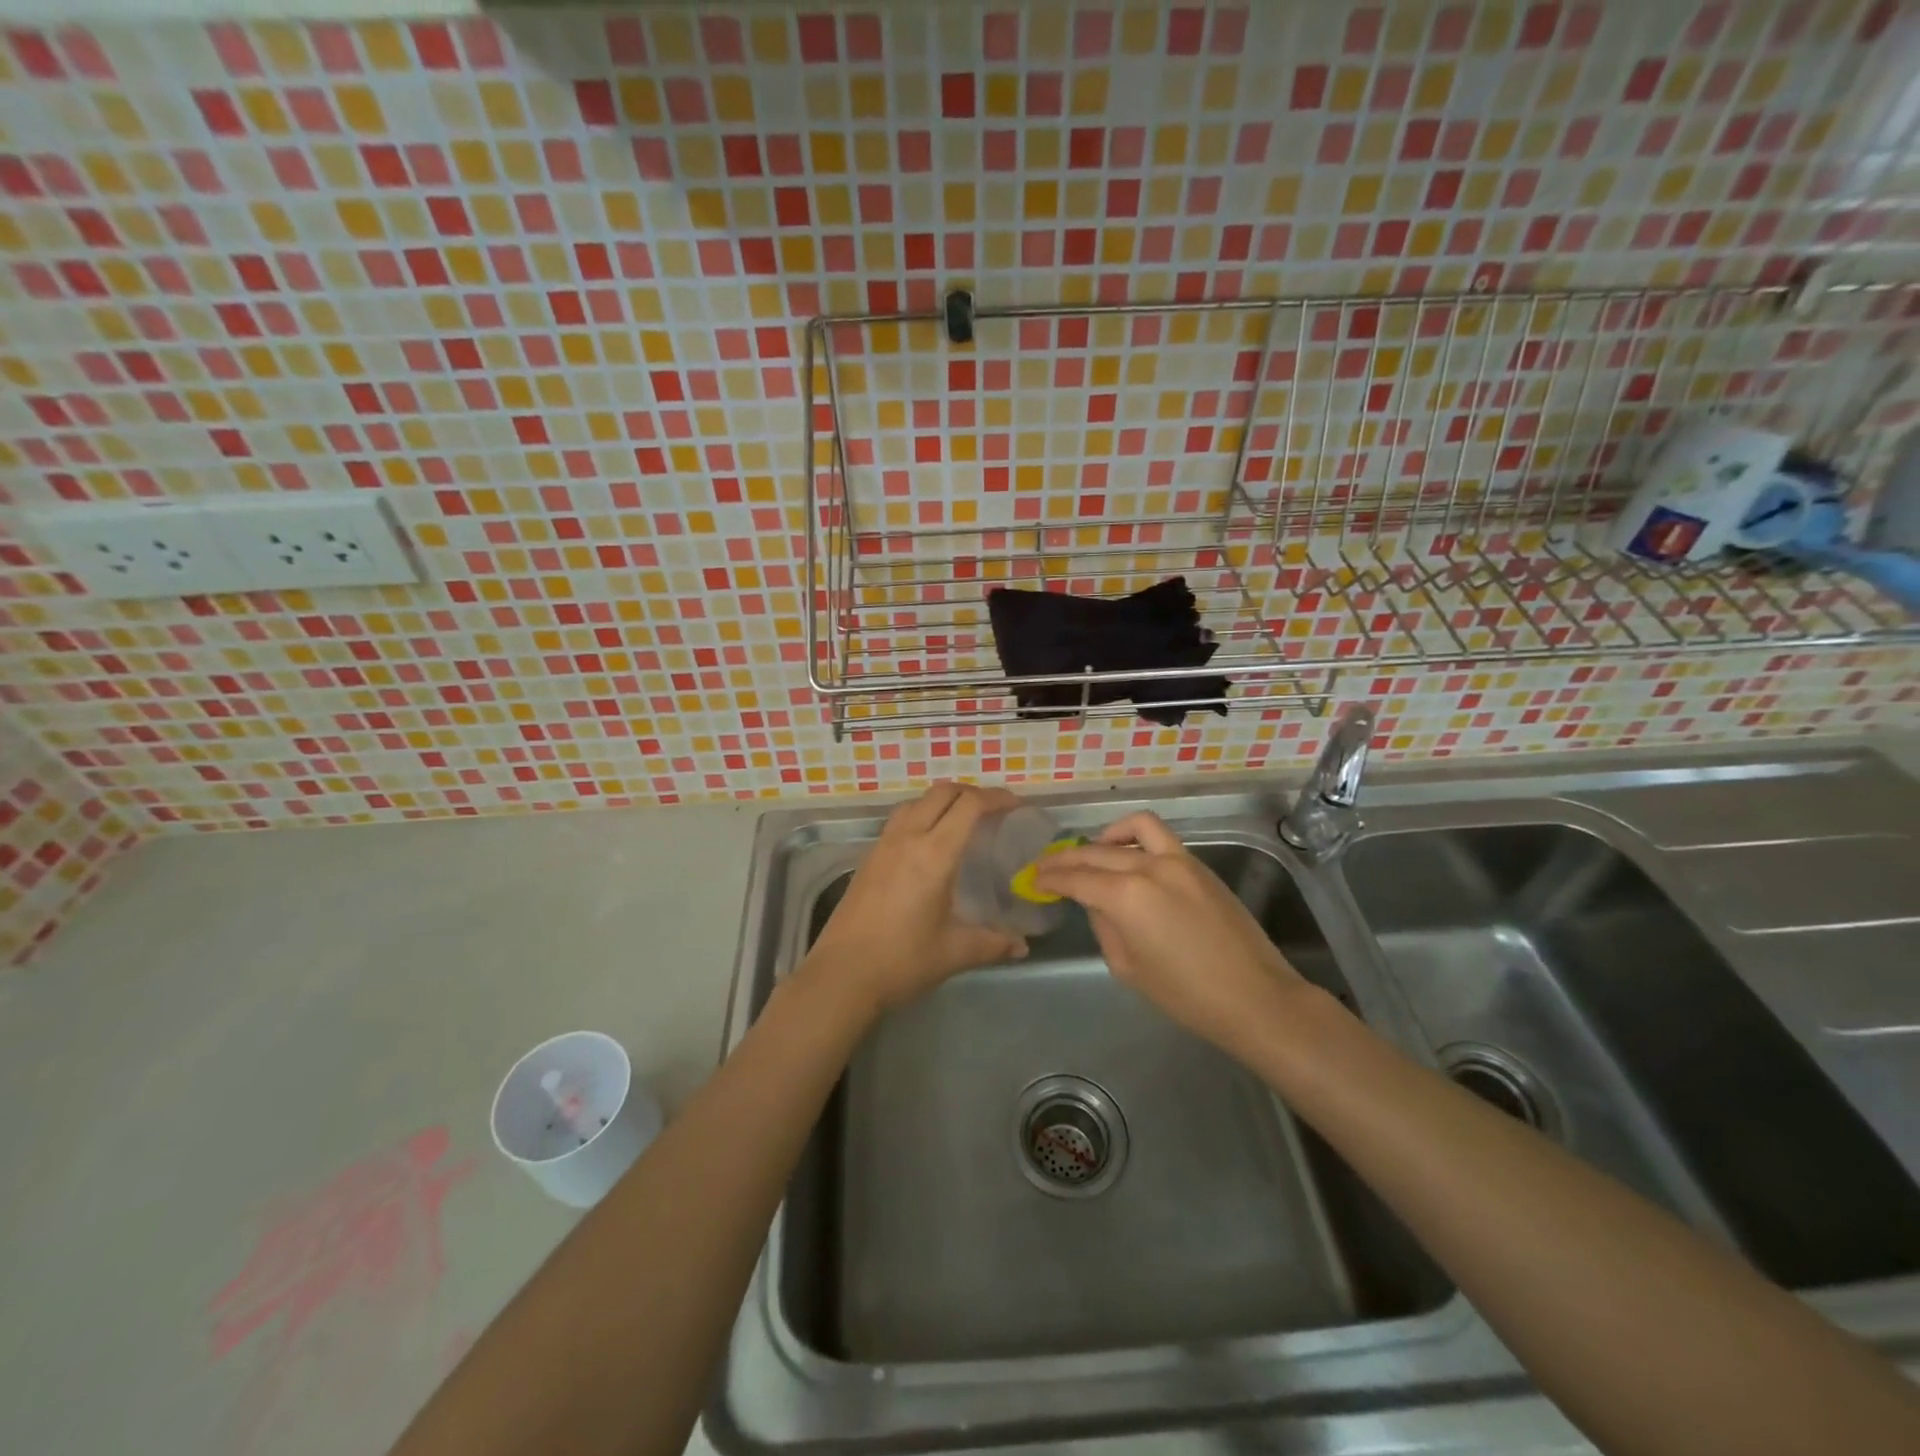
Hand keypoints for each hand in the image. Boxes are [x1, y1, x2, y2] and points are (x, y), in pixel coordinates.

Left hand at [803, 782, 1028, 1014]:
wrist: (841, 975)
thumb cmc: (902, 961)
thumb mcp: (954, 952)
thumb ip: (992, 943)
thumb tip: (1021, 946)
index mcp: (934, 854)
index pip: (969, 806)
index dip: (996, 798)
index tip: (1016, 805)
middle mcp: (907, 838)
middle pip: (941, 793)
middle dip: (971, 792)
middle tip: (993, 809)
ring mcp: (883, 845)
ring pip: (916, 802)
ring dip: (942, 800)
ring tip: (961, 820)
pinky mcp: (868, 858)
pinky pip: (899, 820)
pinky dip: (921, 815)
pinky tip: (928, 844)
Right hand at [1033, 812, 1309, 1058]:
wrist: (1255, 997)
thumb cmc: (1186, 996)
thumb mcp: (1128, 967)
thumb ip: (1104, 925)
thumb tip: (1096, 903)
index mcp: (1125, 896)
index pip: (1076, 878)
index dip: (1050, 877)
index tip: (1032, 878)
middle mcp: (1148, 866)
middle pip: (1096, 852)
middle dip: (1066, 859)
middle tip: (1047, 867)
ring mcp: (1178, 860)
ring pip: (1130, 830)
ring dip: (1102, 838)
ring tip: (1090, 853)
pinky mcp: (1198, 864)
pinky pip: (1159, 836)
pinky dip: (1135, 836)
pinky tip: (1128, 853)